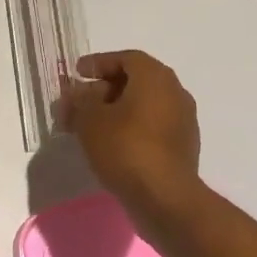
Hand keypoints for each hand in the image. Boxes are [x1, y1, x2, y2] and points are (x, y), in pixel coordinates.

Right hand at [58, 49, 201, 215]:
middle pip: (135, 81)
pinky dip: (130, 128)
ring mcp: (182, 120)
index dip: (98, 63)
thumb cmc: (126, 148)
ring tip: (88, 127)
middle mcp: (175, 92)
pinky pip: (151, 126)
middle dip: (102, 90)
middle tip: (77, 104)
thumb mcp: (90, 121)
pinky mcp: (182, 146)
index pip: (126, 58)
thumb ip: (79, 101)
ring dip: (115, 111)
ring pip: (142, 106)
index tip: (77, 73)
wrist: (165, 197)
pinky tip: (109, 144)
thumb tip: (74, 93)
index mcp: (155, 77)